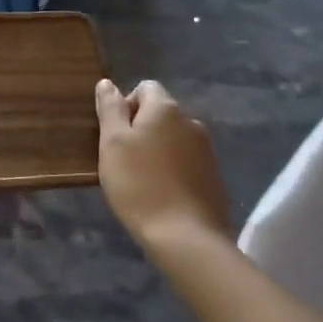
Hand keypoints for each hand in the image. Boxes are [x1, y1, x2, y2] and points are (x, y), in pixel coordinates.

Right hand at [96, 78, 230, 254]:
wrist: (186, 238)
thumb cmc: (139, 185)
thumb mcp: (112, 143)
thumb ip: (110, 109)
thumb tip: (107, 83)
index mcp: (165, 109)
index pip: (145, 88)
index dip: (127, 105)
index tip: (115, 135)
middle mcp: (191, 122)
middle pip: (161, 114)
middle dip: (142, 129)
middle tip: (124, 160)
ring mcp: (207, 151)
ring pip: (174, 140)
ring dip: (158, 151)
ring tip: (143, 181)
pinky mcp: (215, 178)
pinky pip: (188, 163)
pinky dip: (174, 171)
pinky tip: (164, 195)